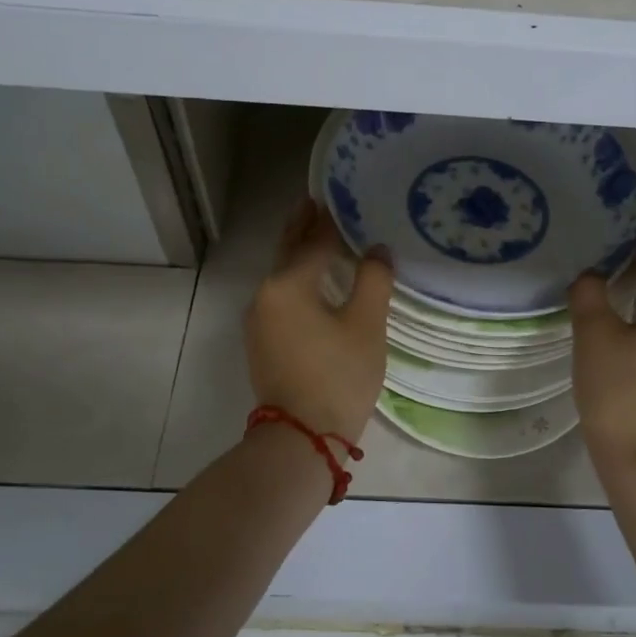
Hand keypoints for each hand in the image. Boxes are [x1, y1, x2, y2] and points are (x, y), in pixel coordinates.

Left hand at [244, 200, 394, 441]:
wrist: (302, 438)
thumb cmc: (338, 376)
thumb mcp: (366, 325)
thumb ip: (373, 280)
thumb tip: (377, 250)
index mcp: (287, 285)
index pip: (312, 242)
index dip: (328, 221)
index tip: (337, 198)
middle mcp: (265, 295)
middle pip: (287, 252)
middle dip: (301, 227)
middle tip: (314, 203)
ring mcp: (259, 320)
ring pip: (281, 276)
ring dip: (298, 254)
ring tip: (317, 236)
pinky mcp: (262, 342)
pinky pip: (280, 297)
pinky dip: (295, 280)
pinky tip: (311, 281)